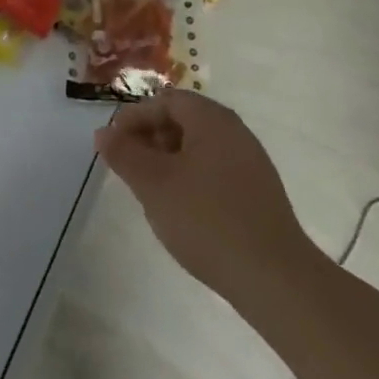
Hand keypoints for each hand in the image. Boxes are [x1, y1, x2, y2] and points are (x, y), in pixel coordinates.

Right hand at [94, 89, 316, 307]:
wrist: (274, 277)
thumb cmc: (206, 219)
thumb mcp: (153, 183)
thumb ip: (124, 153)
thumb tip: (103, 133)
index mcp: (212, 120)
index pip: (166, 101)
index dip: (134, 117)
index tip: (113, 145)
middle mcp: (235, 133)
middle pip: (183, 120)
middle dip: (150, 138)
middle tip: (127, 166)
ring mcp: (250, 164)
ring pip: (198, 147)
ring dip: (168, 160)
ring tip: (149, 190)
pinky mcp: (257, 193)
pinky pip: (214, 170)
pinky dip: (189, 178)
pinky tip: (179, 208)